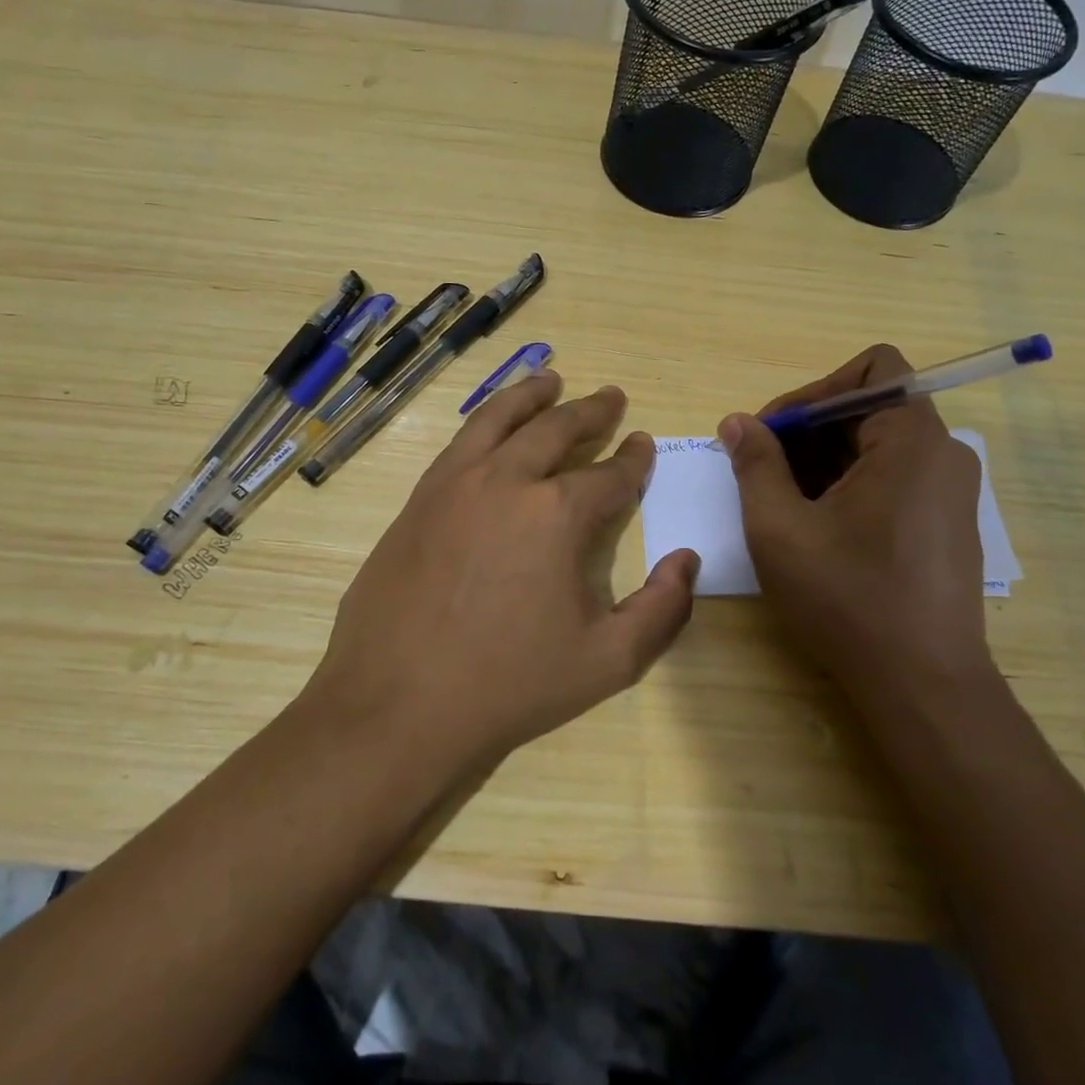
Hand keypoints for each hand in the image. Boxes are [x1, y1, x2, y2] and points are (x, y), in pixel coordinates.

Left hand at [302, 372, 699, 781]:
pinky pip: (459, 443)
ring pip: (499, 419)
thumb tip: (687, 561)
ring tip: (550, 379)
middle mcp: (507, 481)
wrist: (397, 705)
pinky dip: (485, 421)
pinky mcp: (418, 500)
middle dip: (591, 411)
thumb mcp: (607, 662)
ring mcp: (454, 485)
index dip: (633, 459)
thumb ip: (662, 610)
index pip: (610, 475)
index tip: (643, 444)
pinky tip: (492, 428)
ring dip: (531, 395)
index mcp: (557, 514)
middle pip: (556, 429)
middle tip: (611, 397)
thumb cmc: (509, 685)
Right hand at [718, 345, 991, 701]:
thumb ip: (756, 464)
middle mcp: (944, 454)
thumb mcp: (780, 528)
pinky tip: (818, 527)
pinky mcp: (947, 524)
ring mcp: (951, 492)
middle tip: (761, 470)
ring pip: (879, 446)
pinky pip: (895, 478)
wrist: (923, 685)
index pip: (871, 370)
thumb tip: (736, 422)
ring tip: (783, 503)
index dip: (813, 391)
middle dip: (809, 430)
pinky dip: (850, 485)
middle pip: (871, 407)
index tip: (771, 433)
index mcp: (912, 441)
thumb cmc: (847, 598)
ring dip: (824, 460)